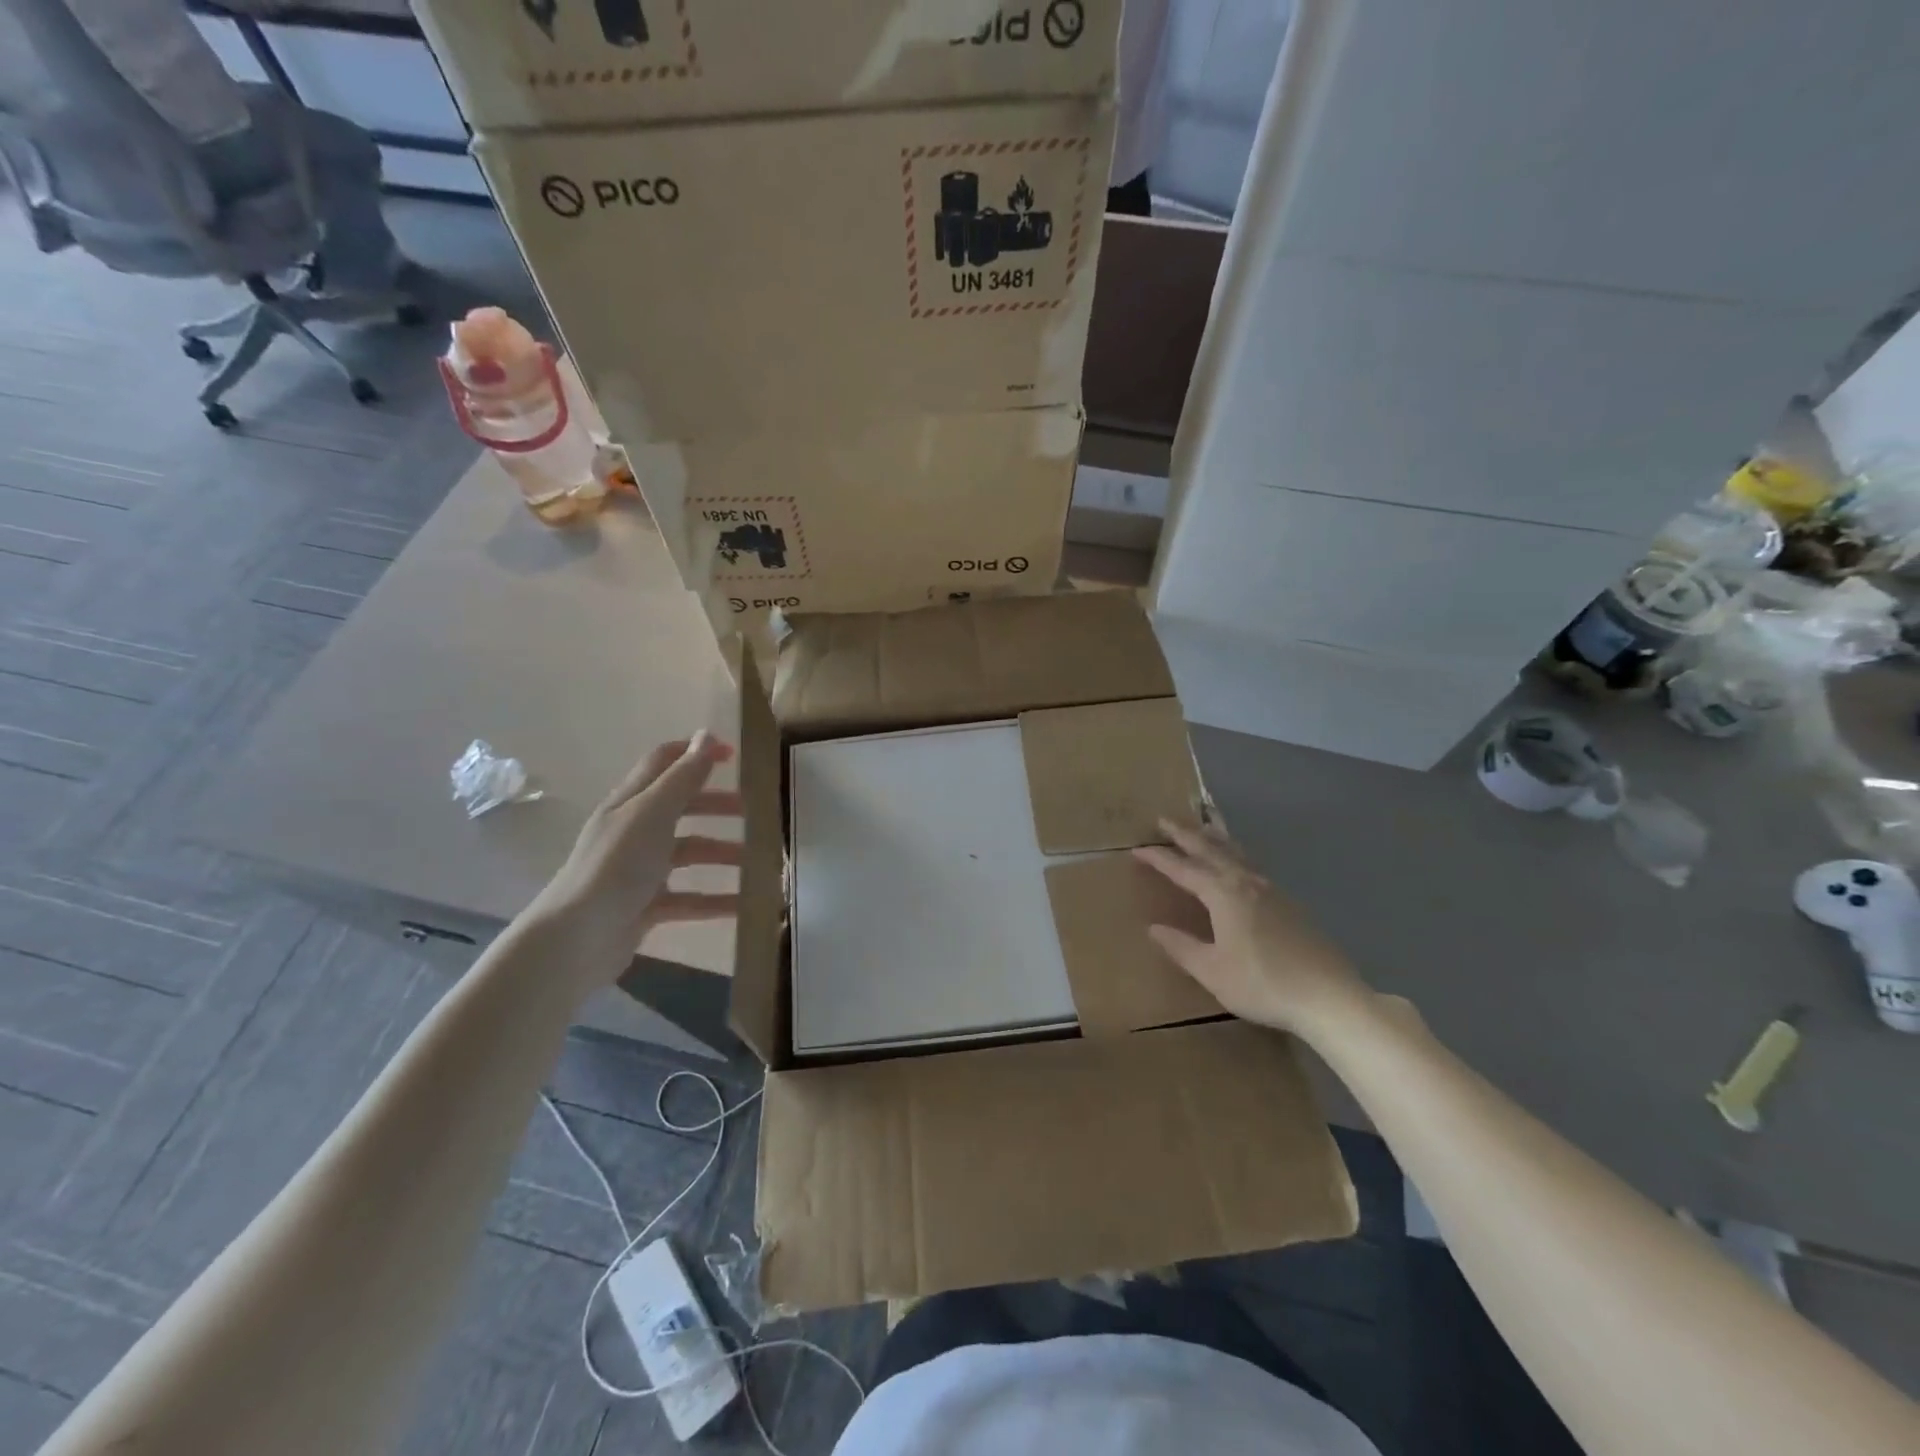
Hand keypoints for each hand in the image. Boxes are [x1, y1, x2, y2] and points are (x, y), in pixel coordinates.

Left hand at [528, 732, 742, 986]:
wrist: (576, 939)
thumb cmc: (617, 866)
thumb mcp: (653, 813)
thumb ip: (683, 776)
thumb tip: (708, 734)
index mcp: (630, 802)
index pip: (663, 763)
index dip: (695, 753)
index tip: (733, 756)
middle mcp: (632, 831)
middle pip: (679, 807)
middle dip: (714, 805)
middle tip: (750, 811)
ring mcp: (637, 870)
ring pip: (686, 853)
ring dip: (719, 853)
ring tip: (753, 861)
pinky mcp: (644, 906)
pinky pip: (687, 898)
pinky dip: (714, 900)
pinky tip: (742, 905)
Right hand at [1133, 820, 1367, 1038]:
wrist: (1328, 996)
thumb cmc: (1262, 983)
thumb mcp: (1212, 971)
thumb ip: (1181, 947)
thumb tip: (1154, 928)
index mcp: (1223, 894)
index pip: (1183, 869)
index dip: (1159, 858)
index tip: (1137, 849)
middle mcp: (1246, 882)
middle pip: (1211, 849)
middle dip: (1185, 834)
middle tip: (1164, 820)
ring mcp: (1271, 890)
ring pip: (1236, 852)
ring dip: (1214, 837)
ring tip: (1202, 826)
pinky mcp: (1288, 902)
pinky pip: (1252, 865)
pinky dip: (1235, 853)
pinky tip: (1237, 863)